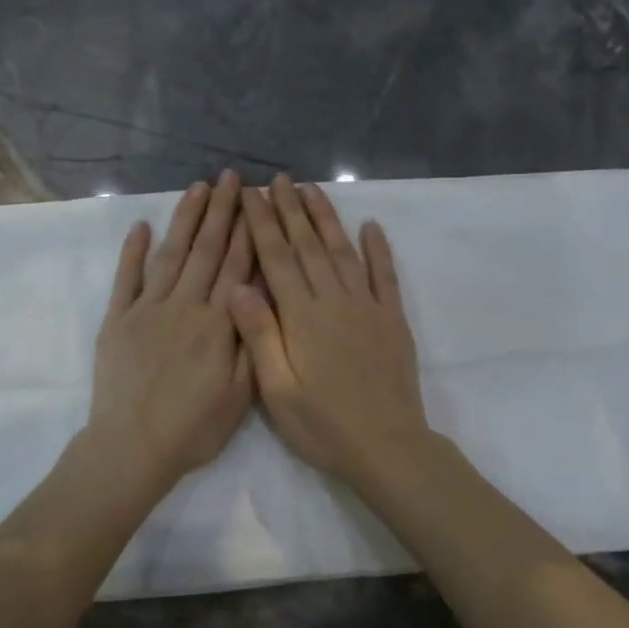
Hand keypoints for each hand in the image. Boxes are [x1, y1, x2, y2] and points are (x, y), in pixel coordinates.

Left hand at [87, 170, 253, 497]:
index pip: (236, 266)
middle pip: (205, 250)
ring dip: (184, 219)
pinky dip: (133, 251)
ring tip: (196, 188)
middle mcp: (184, 306)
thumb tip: (257, 293)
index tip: (254, 199)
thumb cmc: (194, 427)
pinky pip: (126, 278)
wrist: (133, 446)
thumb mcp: (241, 395)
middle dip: (220, 211)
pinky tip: (141, 226)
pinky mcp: (117, 320)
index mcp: (218, 323)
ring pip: (170, 254)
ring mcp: (147, 309)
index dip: (247, 230)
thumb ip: (252, 341)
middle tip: (229, 177)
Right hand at [229, 174, 432, 490]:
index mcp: (302, 317)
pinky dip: (378, 248)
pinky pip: (385, 274)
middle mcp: (334, 300)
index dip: (261, 223)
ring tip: (312, 190)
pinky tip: (371, 226)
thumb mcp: (278, 391)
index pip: (276, 258)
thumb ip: (259, 336)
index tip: (250, 194)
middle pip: (308, 245)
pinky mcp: (392, 319)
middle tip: (278, 179)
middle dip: (290, 210)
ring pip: (343, 251)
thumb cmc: (324, 426)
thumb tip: (236, 286)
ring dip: (326, 218)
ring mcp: (368, 306)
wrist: (388, 448)